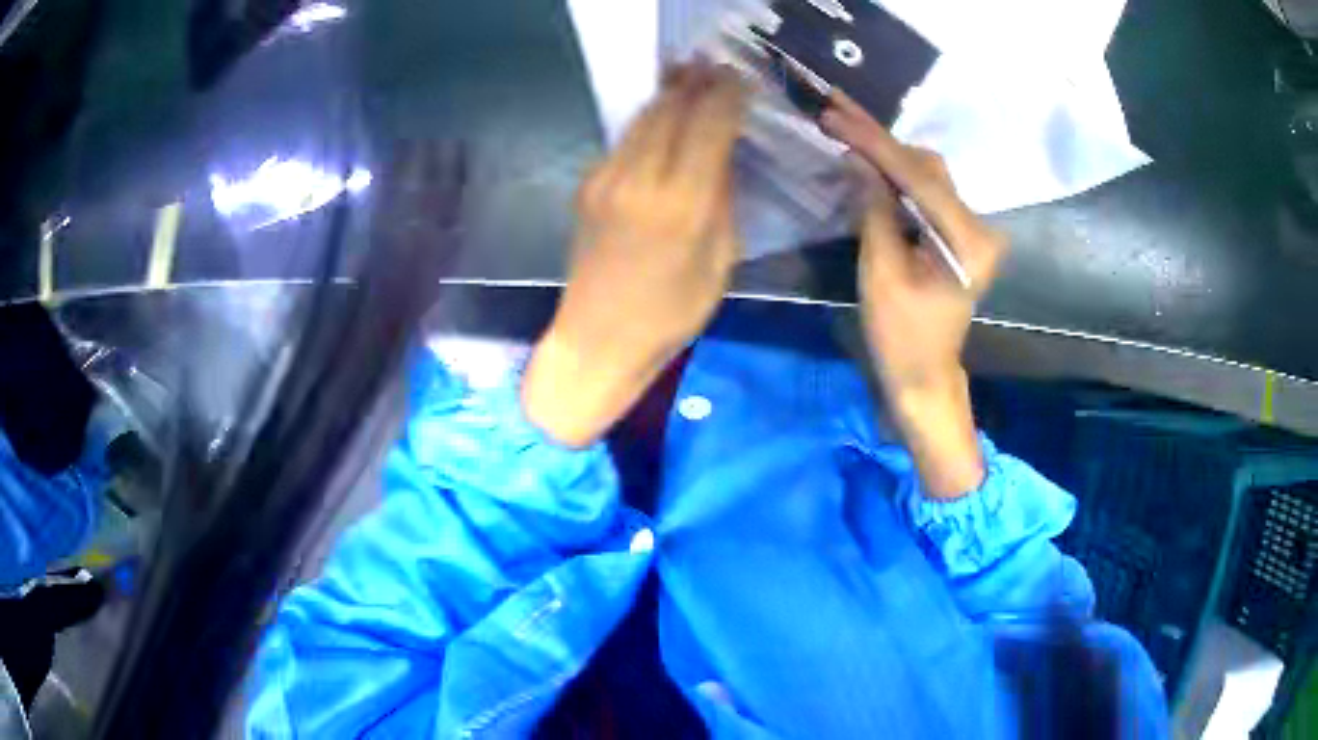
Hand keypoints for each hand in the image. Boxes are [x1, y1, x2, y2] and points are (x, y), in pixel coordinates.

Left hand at [523, 64, 745, 446]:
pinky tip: (661, 118)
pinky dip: (647, 121)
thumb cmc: (671, 314)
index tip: (741, 79)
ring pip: (642, 119)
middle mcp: (640, 179)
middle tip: (713, 64)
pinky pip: (624, 140)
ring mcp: (606, 179)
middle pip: (670, 110)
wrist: (597, 339)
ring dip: (667, 94)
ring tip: (687, 74)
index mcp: (682, 204)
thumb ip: (723, 201)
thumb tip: (723, 156)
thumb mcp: (719, 263)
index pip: (708, 125)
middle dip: (695, 82)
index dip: (727, 95)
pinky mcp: (588, 186)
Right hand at [822, 92, 1006, 496]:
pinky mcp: (960, 232)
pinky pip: (926, 192)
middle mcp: (980, 226)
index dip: (874, 143)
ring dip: (886, 153)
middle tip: (834, 113)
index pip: (918, 178)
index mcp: (968, 241)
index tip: (836, 114)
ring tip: (844, 127)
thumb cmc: (900, 335)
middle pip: (927, 168)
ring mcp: (972, 228)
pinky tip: (866, 159)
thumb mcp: (880, 271)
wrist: (923, 373)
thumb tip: (857, 157)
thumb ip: (873, 209)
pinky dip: (895, 175)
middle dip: (879, 141)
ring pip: (927, 174)